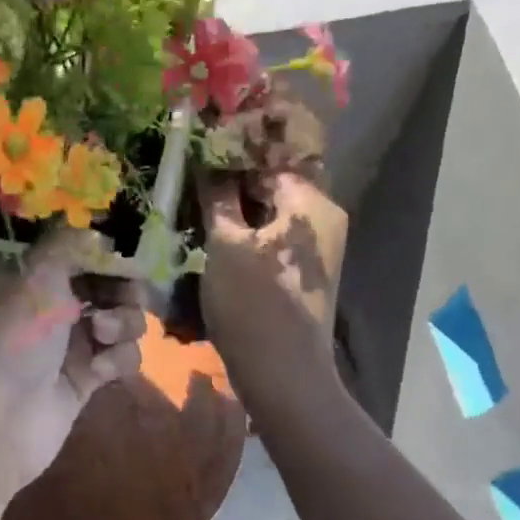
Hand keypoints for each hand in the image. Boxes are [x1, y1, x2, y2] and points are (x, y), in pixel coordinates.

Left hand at [0, 228, 146, 499]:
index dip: (106, 250)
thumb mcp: (36, 275)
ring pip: (121, 318)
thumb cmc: (12, 338)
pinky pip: (121, 355)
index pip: (78, 248)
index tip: (128, 254)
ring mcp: (69, 341)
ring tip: (101, 336)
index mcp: (29, 274)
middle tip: (126, 294)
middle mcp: (49, 303)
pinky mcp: (86, 376)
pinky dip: (117, 359)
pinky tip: (99, 371)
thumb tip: (98, 232)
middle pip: (107, 282)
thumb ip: (70, 243)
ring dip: (122, 324)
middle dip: (123, 288)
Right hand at [197, 170, 347, 393]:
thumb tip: (209, 158)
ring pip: (274, 209)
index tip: (200, 146)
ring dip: (240, 204)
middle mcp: (324, 217)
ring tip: (200, 198)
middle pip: (276, 181)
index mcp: (312, 203)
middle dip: (236, 176)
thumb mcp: (225, 244)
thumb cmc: (253, 303)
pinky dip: (250, 227)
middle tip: (194, 172)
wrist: (283, 373)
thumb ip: (218, 195)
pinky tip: (219, 229)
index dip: (234, 149)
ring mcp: (318, 246)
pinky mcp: (305, 269)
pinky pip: (276, 234)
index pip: (271, 156)